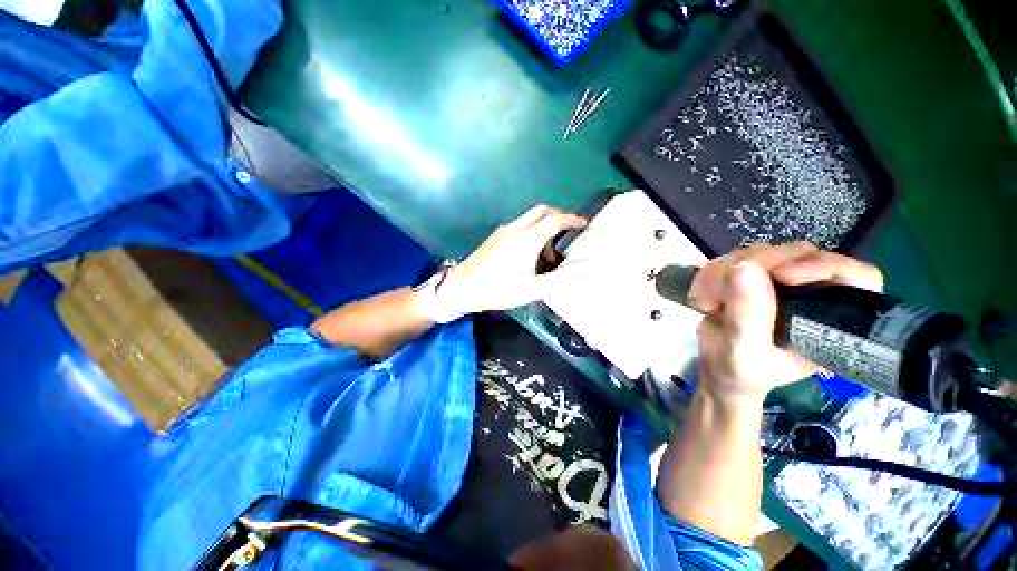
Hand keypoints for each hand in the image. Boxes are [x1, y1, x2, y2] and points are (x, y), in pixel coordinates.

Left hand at [438, 205, 587, 314]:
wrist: (462, 288)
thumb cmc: (499, 290)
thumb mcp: (534, 289)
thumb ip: (562, 277)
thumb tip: (586, 265)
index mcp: (527, 239)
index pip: (555, 219)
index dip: (572, 219)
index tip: (584, 224)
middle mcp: (516, 229)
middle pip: (542, 210)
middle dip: (559, 217)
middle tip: (568, 233)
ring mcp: (504, 231)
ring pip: (530, 217)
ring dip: (544, 227)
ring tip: (548, 255)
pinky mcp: (496, 236)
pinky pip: (520, 225)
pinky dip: (532, 231)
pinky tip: (530, 254)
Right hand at [689, 242, 883, 403]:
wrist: (718, 369)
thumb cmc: (741, 372)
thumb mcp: (744, 353)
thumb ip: (748, 317)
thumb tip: (744, 269)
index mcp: (830, 319)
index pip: (856, 277)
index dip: (824, 267)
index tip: (782, 276)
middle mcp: (811, 293)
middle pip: (799, 254)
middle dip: (757, 267)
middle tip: (725, 291)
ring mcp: (779, 281)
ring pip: (761, 252)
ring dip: (725, 271)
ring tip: (708, 302)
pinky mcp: (751, 275)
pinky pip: (732, 257)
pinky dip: (711, 273)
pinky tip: (702, 296)